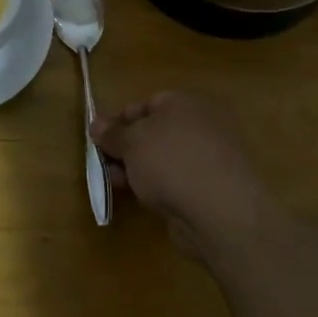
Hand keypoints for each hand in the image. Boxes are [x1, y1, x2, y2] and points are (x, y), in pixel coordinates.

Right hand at [92, 91, 271, 254]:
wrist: (221, 213)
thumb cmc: (172, 161)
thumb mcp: (132, 141)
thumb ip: (112, 133)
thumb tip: (96, 124)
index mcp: (188, 103)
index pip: (148, 103)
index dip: (121, 119)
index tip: (100, 138)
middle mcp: (203, 126)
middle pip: (155, 132)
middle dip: (127, 148)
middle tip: (104, 163)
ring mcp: (212, 159)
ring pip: (164, 159)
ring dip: (138, 169)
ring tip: (116, 183)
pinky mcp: (214, 190)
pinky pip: (177, 181)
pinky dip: (158, 187)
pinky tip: (141, 198)